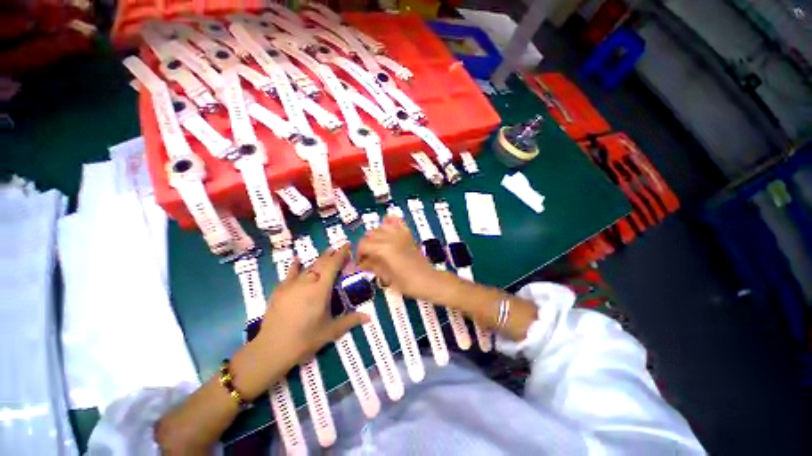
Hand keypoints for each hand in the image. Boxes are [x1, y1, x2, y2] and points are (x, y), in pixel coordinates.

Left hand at [257, 244, 368, 362]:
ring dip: (319, 259)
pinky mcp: (280, 290)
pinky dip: (296, 266)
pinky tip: (298, 260)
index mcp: (321, 289)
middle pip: (321, 263)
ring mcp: (291, 285)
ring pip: (308, 267)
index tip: (347, 244)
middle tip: (340, 248)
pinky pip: (290, 273)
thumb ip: (351, 320)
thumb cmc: (305, 339)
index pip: (333, 265)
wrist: (272, 349)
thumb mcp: (331, 331)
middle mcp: (307, 282)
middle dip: (332, 254)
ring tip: (327, 253)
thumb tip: (369, 318)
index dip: (341, 253)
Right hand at [357, 215, 438, 300]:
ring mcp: (401, 234)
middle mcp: (391, 237)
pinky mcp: (408, 234)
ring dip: (375, 235)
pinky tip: (387, 229)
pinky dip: (390, 222)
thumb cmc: (407, 283)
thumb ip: (372, 266)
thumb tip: (360, 264)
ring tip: (377, 246)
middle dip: (365, 245)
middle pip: (370, 234)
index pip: (363, 245)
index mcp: (384, 249)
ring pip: (381, 227)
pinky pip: (397, 221)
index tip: (360, 263)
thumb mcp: (386, 277)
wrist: (428, 280)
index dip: (358, 254)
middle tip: (367, 258)